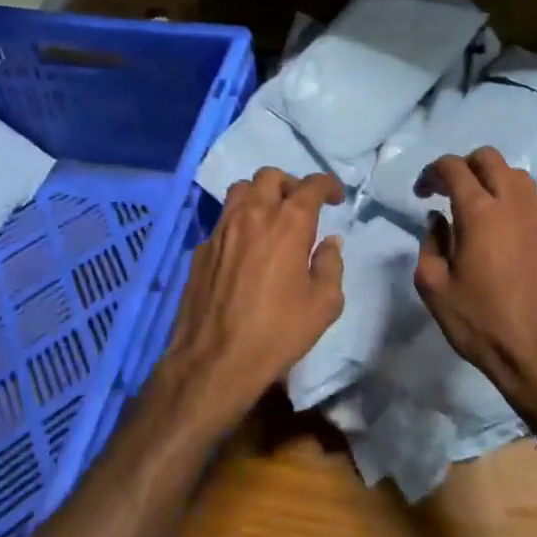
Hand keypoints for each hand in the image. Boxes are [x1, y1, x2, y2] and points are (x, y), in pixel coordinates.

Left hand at [157, 168, 345, 430]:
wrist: (214, 360)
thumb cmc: (277, 333)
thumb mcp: (324, 305)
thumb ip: (331, 265)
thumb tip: (330, 242)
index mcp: (289, 224)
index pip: (311, 185)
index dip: (327, 185)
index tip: (335, 197)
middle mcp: (253, 215)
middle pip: (270, 176)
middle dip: (291, 184)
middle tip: (301, 206)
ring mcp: (221, 229)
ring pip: (240, 190)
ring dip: (260, 195)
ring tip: (271, 219)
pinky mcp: (201, 249)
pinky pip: (223, 220)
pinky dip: (239, 222)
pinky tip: (245, 249)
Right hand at [412, 148, 536, 433]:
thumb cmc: (480, 322)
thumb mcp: (433, 287)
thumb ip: (429, 244)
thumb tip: (438, 220)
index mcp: (479, 212)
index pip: (454, 167)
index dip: (432, 172)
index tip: (422, 193)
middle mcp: (514, 204)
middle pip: (489, 158)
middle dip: (464, 166)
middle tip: (448, 193)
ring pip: (517, 175)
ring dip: (492, 180)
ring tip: (477, 208)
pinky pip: (533, 203)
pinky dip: (512, 203)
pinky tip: (503, 233)